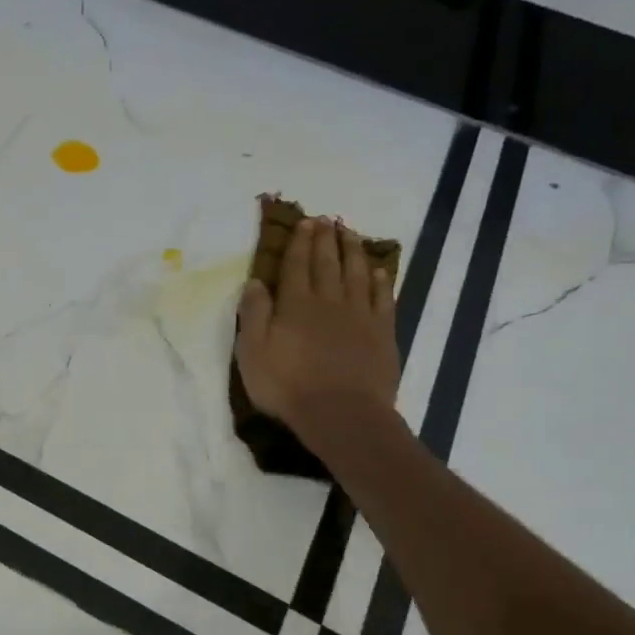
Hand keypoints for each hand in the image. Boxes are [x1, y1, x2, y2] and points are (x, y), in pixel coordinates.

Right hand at [236, 215, 401, 441]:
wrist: (341, 414)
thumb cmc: (288, 386)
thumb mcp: (252, 352)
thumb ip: (253, 314)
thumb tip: (255, 282)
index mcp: (295, 305)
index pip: (296, 265)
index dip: (299, 243)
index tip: (304, 223)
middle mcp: (328, 301)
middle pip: (327, 263)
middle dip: (325, 240)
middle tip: (326, 219)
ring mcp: (359, 316)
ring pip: (357, 273)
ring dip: (353, 251)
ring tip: (351, 233)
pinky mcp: (382, 333)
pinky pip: (382, 298)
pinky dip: (380, 281)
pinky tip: (379, 270)